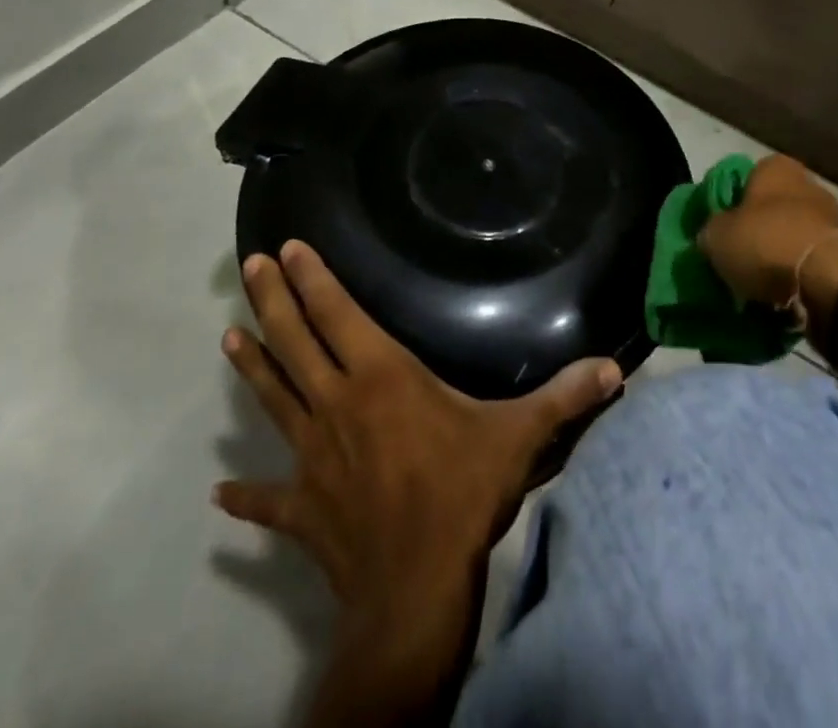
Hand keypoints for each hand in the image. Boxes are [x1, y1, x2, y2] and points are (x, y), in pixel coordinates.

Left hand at [217, 239, 621, 726]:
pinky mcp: (302, 508)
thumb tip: (616, 367)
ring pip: (274, 399)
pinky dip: (245, 494)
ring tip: (228, 335)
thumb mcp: (520, 436)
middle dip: (274, 300)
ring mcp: (312, 457)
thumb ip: (564, 396)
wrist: (415, 590)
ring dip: (252, 367)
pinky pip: (268, 499)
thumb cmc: (463, 493)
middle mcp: (338, 405)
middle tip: (251, 266)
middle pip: (296, 343)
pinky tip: (221, 492)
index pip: (339, 315)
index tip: (290, 248)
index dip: (314, 279)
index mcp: (382, 378)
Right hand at [699, 155, 837, 321]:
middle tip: (736, 258)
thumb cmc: (766, 242)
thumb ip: (711, 230)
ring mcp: (830, 217)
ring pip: (792, 235)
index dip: (729, 203)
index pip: (745, 178)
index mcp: (774, 167)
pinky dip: (797, 276)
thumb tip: (712, 236)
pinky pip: (810, 262)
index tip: (719, 229)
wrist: (828, 280)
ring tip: (757, 285)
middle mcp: (806, 183)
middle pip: (771, 208)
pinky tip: (781, 296)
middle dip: (756, 231)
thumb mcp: (716, 236)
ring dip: (778, 256)